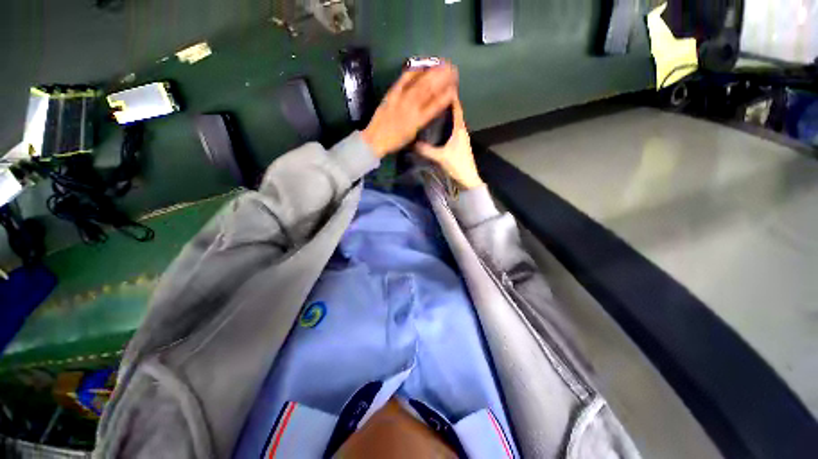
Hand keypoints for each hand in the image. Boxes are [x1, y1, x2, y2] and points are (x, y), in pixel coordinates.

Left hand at [362, 64, 458, 156]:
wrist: (375, 139)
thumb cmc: (395, 141)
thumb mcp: (412, 135)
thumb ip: (423, 121)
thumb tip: (431, 108)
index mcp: (419, 121)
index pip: (436, 106)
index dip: (446, 96)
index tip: (454, 88)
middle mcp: (412, 108)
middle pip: (430, 90)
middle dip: (443, 78)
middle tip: (452, 69)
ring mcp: (402, 99)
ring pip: (420, 83)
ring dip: (432, 72)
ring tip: (442, 64)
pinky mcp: (392, 93)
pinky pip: (404, 79)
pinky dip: (414, 71)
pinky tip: (422, 65)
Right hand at [415, 95, 482, 189]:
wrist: (468, 179)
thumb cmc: (457, 165)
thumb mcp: (440, 157)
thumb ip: (426, 150)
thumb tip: (412, 143)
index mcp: (459, 129)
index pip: (456, 108)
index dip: (451, 96)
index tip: (443, 86)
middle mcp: (462, 130)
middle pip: (454, 113)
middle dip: (445, 104)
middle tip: (432, 97)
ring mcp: (461, 138)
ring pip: (453, 122)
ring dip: (446, 115)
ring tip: (432, 109)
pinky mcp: (459, 145)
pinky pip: (452, 130)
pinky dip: (446, 126)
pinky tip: (437, 128)